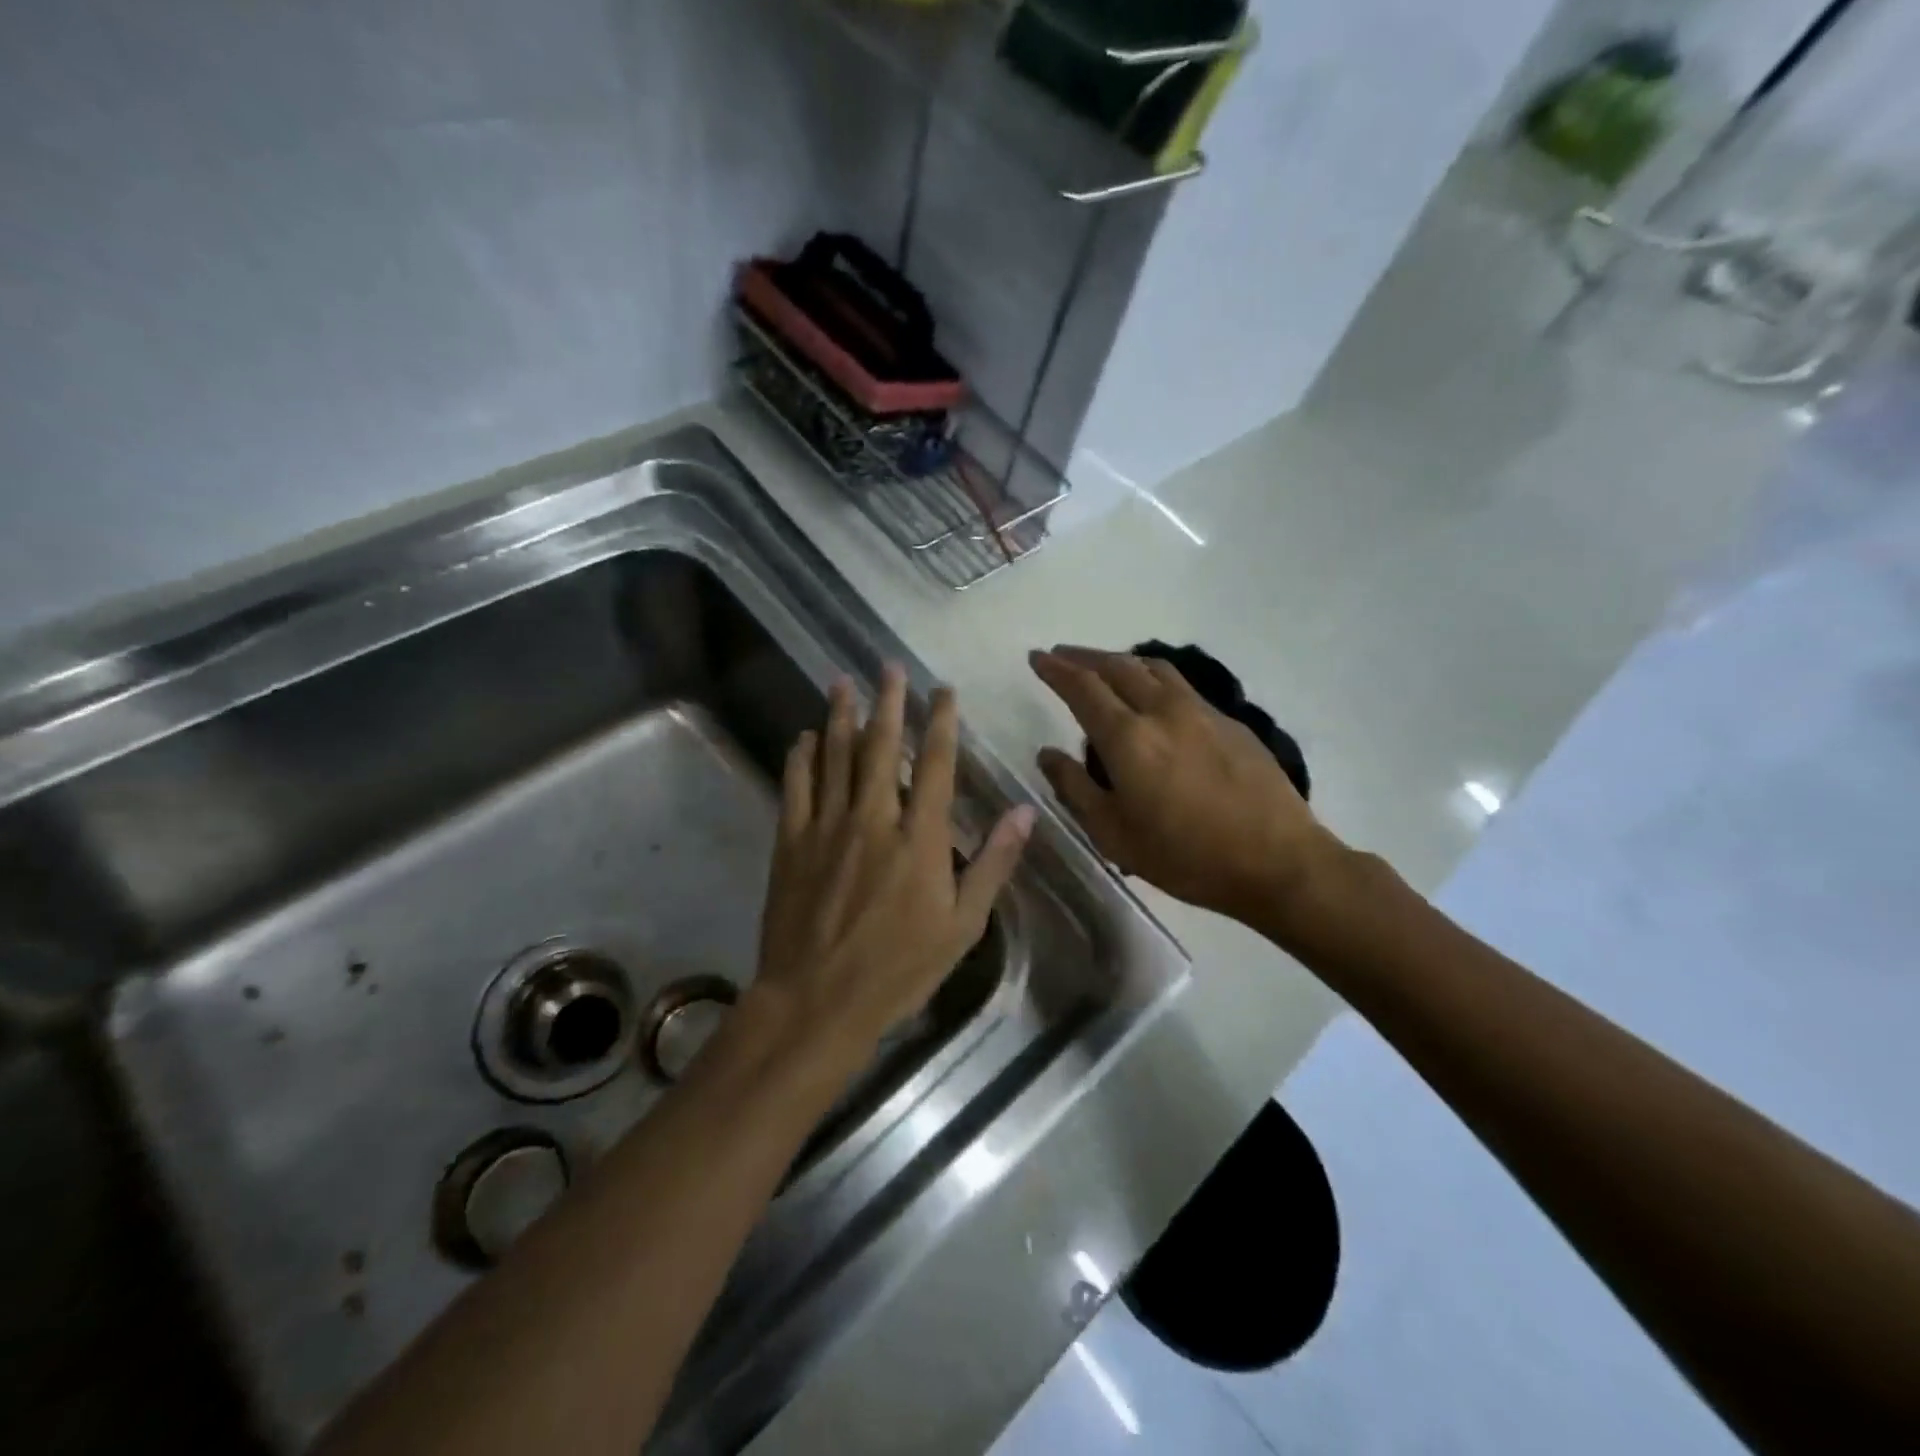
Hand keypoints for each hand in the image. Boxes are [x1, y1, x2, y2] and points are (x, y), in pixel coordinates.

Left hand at [753, 667, 1034, 1061]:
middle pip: (880, 746)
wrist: (818, 1000)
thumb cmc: (899, 968)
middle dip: (888, 702)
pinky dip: (800, 758)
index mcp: (920, 837)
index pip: (934, 764)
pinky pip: (796, 787)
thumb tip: (1025, 811)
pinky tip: (803, 737)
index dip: (941, 722)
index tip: (943, 690)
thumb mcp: (963, 925)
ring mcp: (827, 827)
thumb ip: (993, 862)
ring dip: (839, 716)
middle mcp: (873, 818)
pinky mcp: (791, 842)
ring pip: (834, 756)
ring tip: (842, 682)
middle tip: (888, 667)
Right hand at [1030, 647, 1342, 931]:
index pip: (1082, 687)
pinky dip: (1154, 677)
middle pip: (1118, 666)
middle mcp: (1163, 711)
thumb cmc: (1185, 856)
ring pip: (1154, 667)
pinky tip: (1154, 696)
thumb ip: (1075, 789)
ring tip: (1105, 667)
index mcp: (1128, 738)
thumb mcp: (1114, 835)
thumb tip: (1048, 754)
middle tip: (1063, 655)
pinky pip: (1181, 685)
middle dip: (1084, 657)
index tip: (1038, 657)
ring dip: (1121, 660)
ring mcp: (1202, 712)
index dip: (1056, 669)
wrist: (1277, 861)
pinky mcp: (1231, 721)